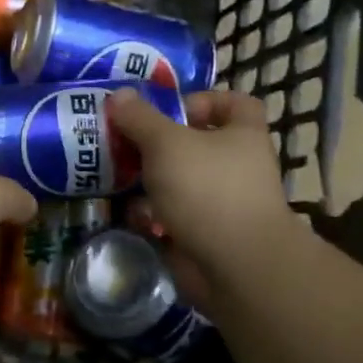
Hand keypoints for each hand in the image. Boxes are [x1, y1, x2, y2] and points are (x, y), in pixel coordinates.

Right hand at [106, 88, 295, 288]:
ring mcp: (224, 203)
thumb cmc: (207, 189)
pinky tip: (134, 216)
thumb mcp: (166, 143)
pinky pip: (176, 216)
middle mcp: (238, 165)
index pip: (234, 103)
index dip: (203, 100)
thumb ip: (140, 118)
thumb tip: (120, 94)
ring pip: (181, 182)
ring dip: (151, 181)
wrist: (236, 267)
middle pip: (197, 143)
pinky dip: (155, 216)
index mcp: (242, 134)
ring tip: (119, 178)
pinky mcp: (207, 234)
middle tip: (125, 143)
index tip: (170, 109)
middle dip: (159, 144)